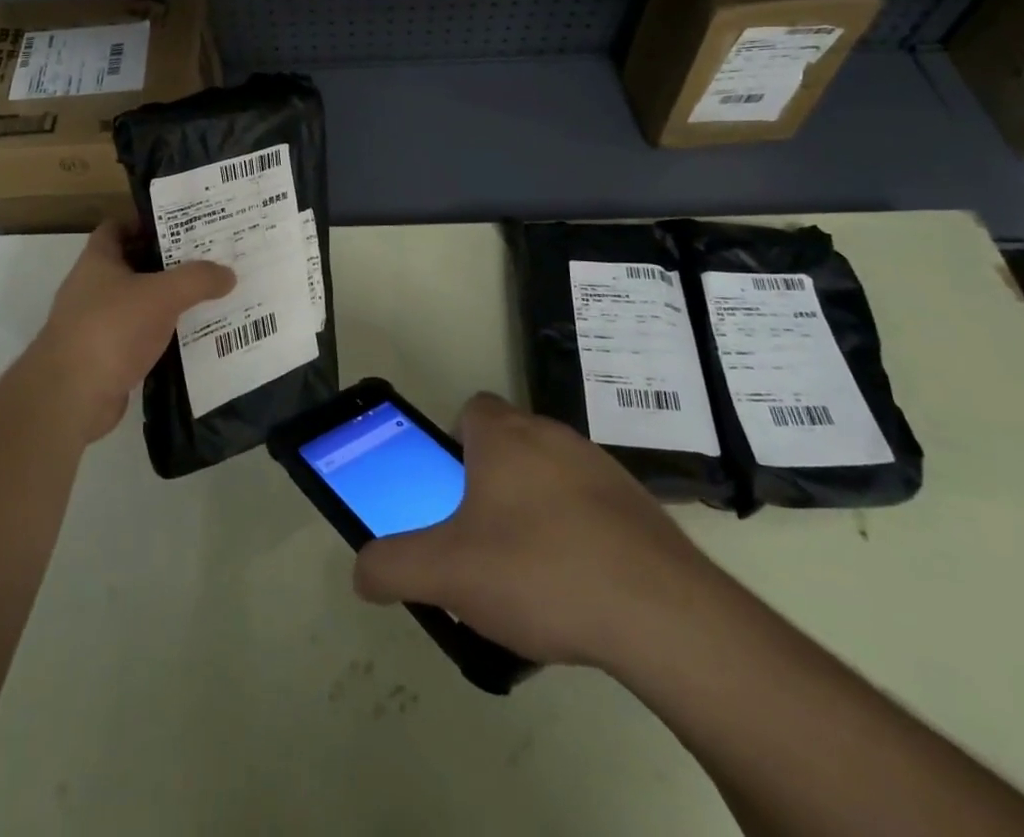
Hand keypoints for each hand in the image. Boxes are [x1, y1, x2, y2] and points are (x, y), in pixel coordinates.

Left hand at [30, 218, 234, 443]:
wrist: (71, 397)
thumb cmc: (111, 329)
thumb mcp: (162, 295)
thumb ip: (197, 279)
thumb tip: (228, 274)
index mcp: (97, 261)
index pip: (117, 227)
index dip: (146, 222)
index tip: (182, 224)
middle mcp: (92, 288)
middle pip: (133, 265)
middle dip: (167, 262)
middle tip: (207, 259)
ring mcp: (96, 324)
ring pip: (139, 303)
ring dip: (167, 302)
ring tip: (208, 297)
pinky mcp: (105, 357)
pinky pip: (140, 337)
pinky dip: (162, 336)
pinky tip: (193, 337)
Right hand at [352, 393, 722, 668]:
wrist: (662, 615)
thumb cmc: (539, 571)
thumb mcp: (446, 573)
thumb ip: (393, 566)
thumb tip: (361, 572)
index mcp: (504, 436)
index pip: (471, 409)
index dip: (454, 442)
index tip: (451, 490)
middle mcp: (553, 436)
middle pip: (510, 442)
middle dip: (491, 481)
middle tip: (480, 537)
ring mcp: (602, 468)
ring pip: (552, 474)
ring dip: (536, 507)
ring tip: (529, 572)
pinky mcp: (640, 506)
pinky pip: (593, 507)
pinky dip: (578, 533)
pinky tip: (579, 587)